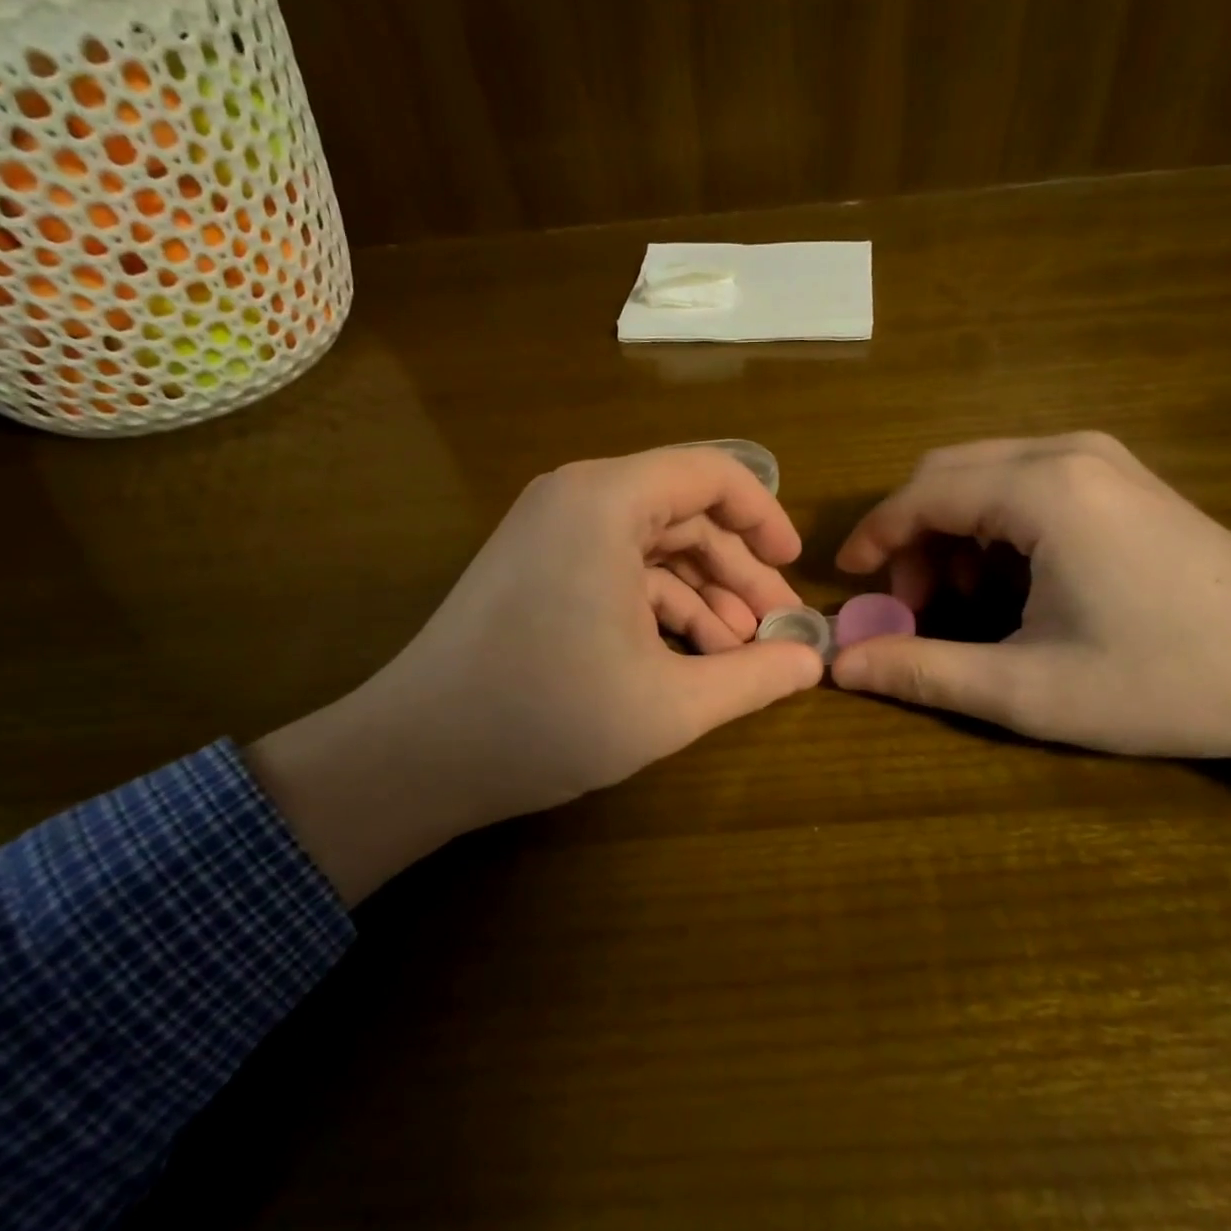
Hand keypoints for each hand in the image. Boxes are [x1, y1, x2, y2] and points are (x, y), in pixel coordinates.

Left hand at [249, 447, 823, 903]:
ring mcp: (549, 534)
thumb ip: (753, 678)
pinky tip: (690, 658)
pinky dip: (659, 608)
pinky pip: (617, 572)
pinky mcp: (536, 570)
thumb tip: (815, 663)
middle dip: (738, 572)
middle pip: (684, 515)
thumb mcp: (670, 703)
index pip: (711, 474)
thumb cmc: (547, 718)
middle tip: (779, 629)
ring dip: (703, 597)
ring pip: (652, 549)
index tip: (797, 567)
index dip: (764, 516)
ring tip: (741, 655)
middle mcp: (576, 499)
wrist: (416, 756)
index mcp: (606, 502)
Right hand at [831, 434, 1230, 792]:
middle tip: (912, 608)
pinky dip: (992, 528)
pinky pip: (1025, 484)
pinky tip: (1012, 584)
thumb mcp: (1028, 690)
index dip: (874, 537)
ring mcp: (1102, 460)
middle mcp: (1068, 453)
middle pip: (948, 474)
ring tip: (962, 603)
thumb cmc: (1164, 682)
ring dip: (952, 534)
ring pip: (985, 476)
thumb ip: (923, 672)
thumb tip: (839, 668)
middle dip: (913, 538)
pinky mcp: (1122, 480)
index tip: (848, 583)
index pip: (922, 494)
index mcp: (1044, 492)